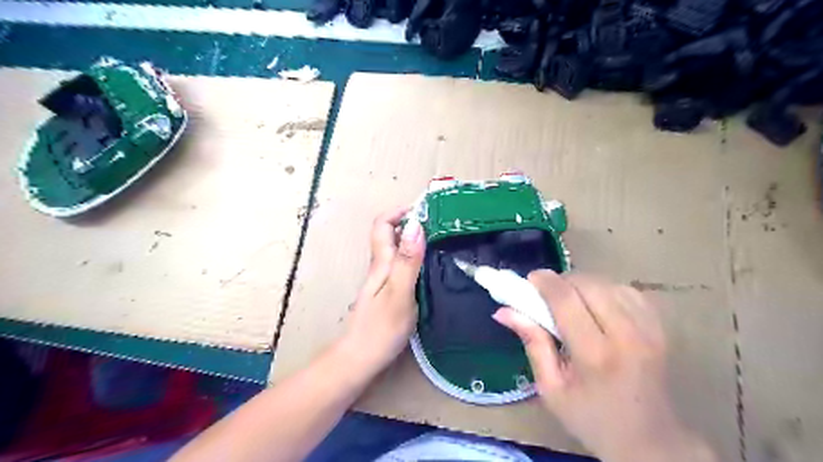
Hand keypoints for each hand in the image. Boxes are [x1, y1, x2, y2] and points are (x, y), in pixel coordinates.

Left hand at [340, 207, 427, 374]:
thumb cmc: (380, 329)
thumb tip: (416, 225)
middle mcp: (380, 267)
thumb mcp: (399, 292)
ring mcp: (383, 280)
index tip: (426, 211)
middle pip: (390, 234)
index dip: (400, 211)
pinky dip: (416, 259)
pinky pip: (402, 266)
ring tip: (441, 243)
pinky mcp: (388, 293)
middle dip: (412, 223)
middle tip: (441, 226)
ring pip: (397, 250)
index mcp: (381, 262)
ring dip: (415, 240)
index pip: (382, 224)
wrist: (359, 360)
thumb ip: (407, 260)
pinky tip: (432, 269)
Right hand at [494, 270, 714, 461]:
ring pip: (608, 283)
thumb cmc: (592, 418)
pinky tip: (597, 306)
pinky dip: (606, 290)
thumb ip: (532, 343)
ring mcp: (649, 329)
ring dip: (583, 285)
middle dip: (563, 281)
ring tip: (571, 301)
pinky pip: (628, 291)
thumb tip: (505, 310)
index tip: (530, 279)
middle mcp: (626, 335)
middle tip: (548, 295)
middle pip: (588, 284)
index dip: (545, 282)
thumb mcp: (550, 388)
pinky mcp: (661, 328)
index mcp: (595, 355)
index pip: (566, 300)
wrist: (651, 441)